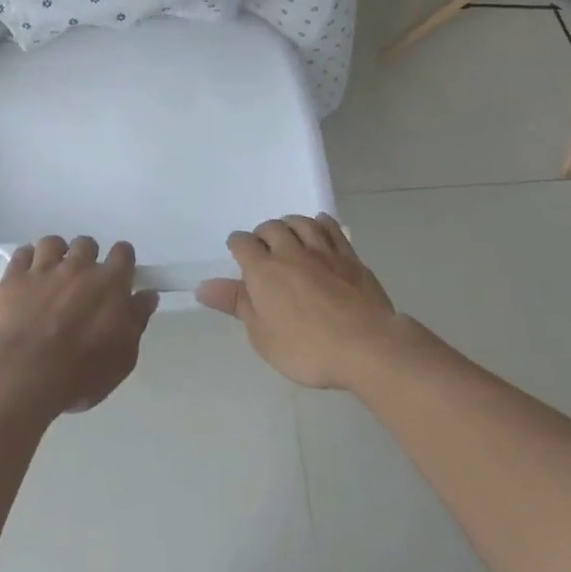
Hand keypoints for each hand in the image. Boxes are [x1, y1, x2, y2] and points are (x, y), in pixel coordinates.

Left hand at [0, 236, 158, 418]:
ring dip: (56, 254)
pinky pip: (22, 253)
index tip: (119, 276)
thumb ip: (137, 320)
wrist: (25, 374)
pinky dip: (26, 260)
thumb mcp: (123, 357)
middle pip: (86, 244)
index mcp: (110, 283)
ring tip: (52, 275)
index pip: (123, 253)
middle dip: (86, 258)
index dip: (122, 261)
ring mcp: (44, 268)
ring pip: (53, 243)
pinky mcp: (14, 277)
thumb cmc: (81, 372)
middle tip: (82, 283)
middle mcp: (78, 266)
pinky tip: (26, 276)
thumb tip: (148, 295)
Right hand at [196, 216, 399, 390]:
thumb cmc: (307, 348)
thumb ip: (236, 305)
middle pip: (271, 227)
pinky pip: (331, 229)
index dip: (237, 246)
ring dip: (290, 224)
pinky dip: (321, 223)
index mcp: (263, 270)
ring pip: (300, 222)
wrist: (367, 346)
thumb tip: (203, 286)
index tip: (238, 257)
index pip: (242, 243)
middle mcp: (290, 251)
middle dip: (263, 234)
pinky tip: (319, 227)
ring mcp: (322, 251)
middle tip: (264, 250)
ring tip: (288, 235)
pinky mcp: (349, 257)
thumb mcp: (262, 336)